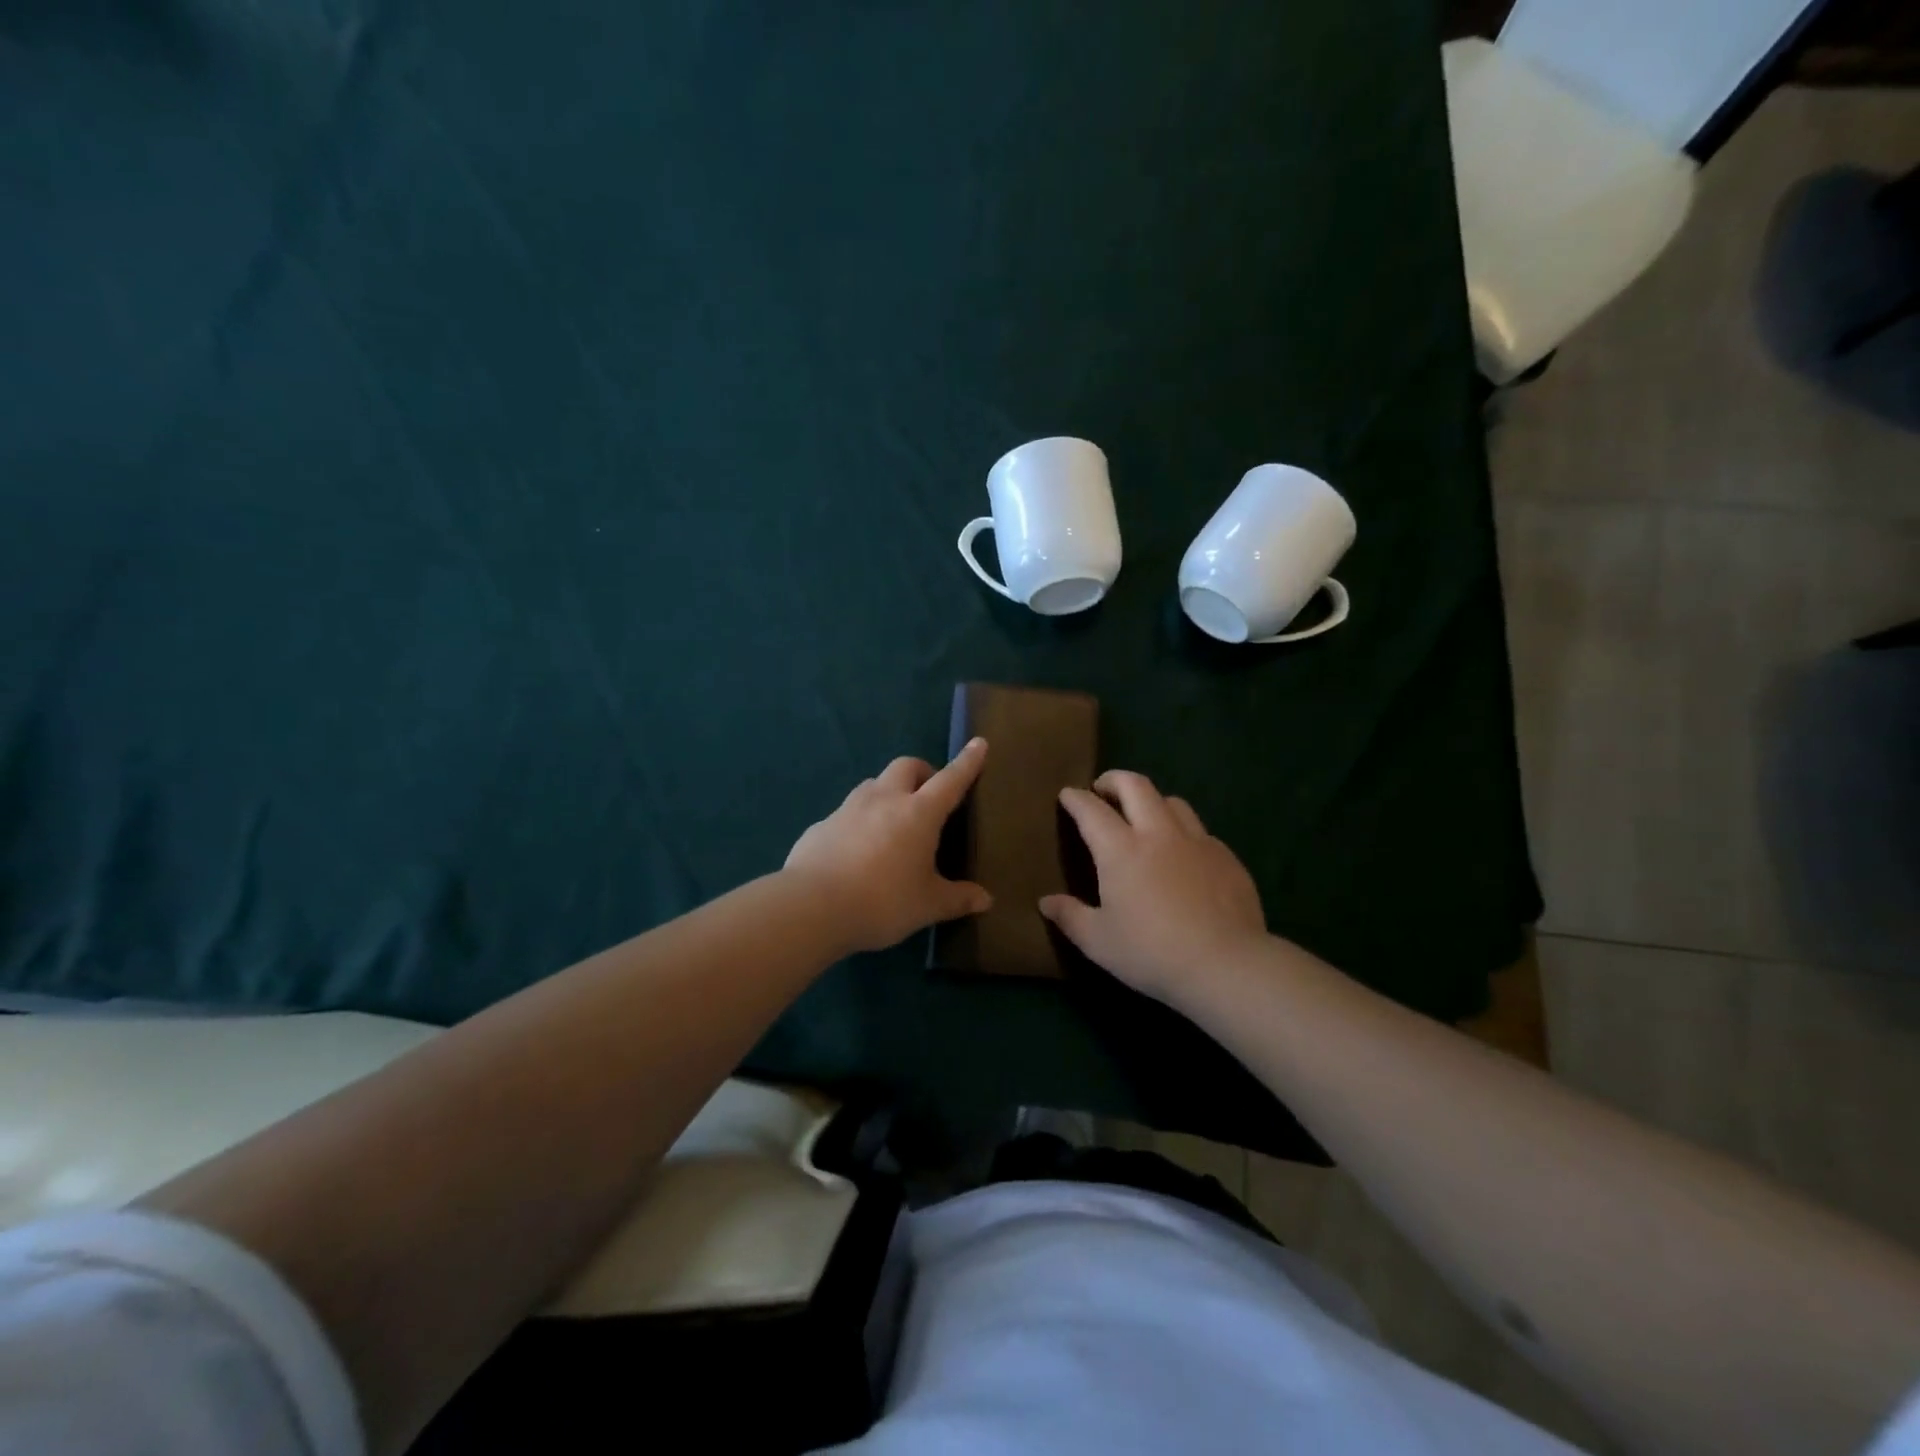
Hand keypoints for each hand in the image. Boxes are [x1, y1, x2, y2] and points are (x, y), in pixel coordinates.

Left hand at [784, 738, 992, 953]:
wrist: (812, 907)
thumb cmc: (882, 902)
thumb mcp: (927, 905)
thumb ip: (958, 898)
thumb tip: (986, 900)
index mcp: (918, 813)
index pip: (950, 780)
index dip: (967, 763)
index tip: (978, 743)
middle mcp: (884, 800)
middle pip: (906, 766)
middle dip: (922, 772)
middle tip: (929, 796)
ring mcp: (848, 809)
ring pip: (873, 784)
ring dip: (888, 792)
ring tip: (893, 823)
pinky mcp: (821, 825)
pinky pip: (846, 813)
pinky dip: (859, 821)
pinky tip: (857, 851)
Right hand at [1039, 770, 1267, 1006]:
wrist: (1226, 965)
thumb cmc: (1152, 953)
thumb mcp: (1099, 942)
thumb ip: (1070, 917)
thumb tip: (1045, 902)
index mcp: (1121, 850)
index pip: (1091, 810)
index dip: (1076, 798)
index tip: (1067, 794)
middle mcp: (1158, 834)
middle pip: (1136, 786)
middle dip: (1114, 780)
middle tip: (1103, 789)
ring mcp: (1197, 842)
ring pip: (1172, 801)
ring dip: (1152, 801)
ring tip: (1144, 817)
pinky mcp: (1226, 857)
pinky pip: (1200, 831)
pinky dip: (1182, 831)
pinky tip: (1183, 854)